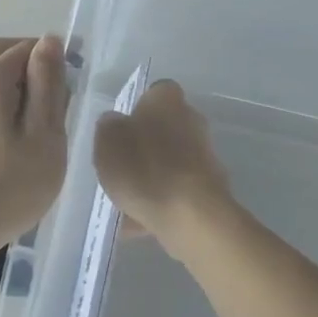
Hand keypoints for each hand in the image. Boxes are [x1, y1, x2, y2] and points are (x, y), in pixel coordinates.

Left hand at [0, 35, 69, 247]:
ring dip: (10, 86)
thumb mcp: (43, 136)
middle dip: (29, 66)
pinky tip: (6, 140)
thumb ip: (48, 85)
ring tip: (33, 124)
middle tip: (55, 101)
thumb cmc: (6, 187)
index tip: (71, 89)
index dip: (53, 59)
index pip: (27, 47)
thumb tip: (49, 41)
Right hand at [92, 80, 232, 246]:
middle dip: (145, 146)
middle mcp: (192, 119)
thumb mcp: (107, 142)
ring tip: (126, 203)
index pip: (153, 93)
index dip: (136, 110)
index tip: (120, 132)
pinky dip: (162, 201)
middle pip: (163, 128)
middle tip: (120, 168)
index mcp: (166, 100)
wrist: (191, 214)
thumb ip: (108, 127)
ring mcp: (205, 154)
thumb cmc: (143, 168)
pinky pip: (178, 189)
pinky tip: (140, 223)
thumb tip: (115, 123)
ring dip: (152, 177)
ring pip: (170, 162)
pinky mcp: (210, 186)